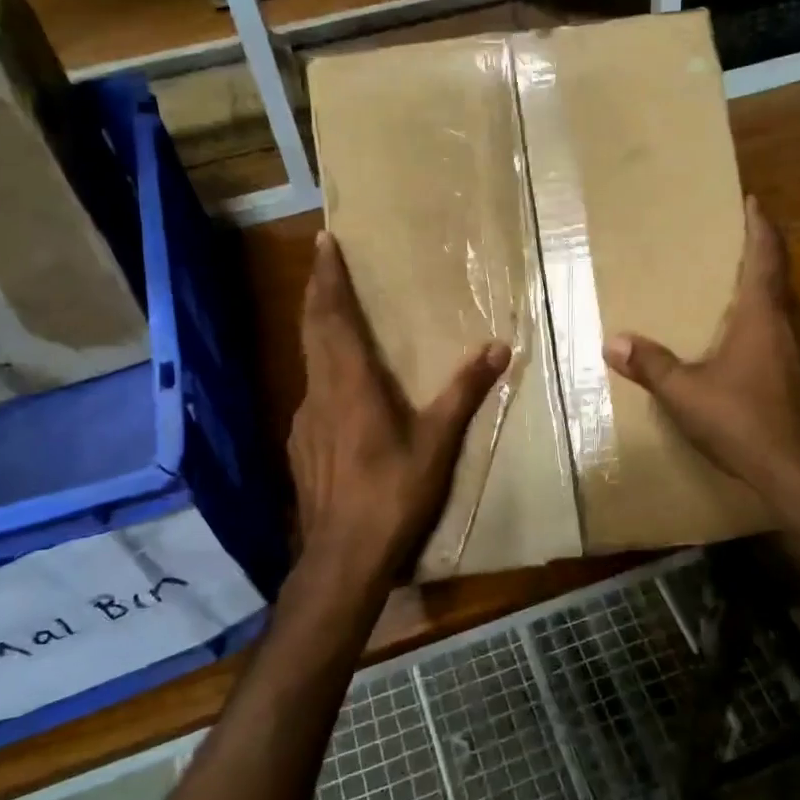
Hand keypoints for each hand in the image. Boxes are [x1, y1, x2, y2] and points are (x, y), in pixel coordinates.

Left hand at [288, 231, 510, 603]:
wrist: (343, 557)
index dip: (327, 278)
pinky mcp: (301, 447)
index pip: (333, 317)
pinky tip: (337, 391)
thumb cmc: (393, 495)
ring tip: (333, 317)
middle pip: (312, 330)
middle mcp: (320, 393)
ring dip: (317, 331)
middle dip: (317, 292)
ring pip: (309, 362)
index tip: (323, 242)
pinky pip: (312, 396)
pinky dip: (322, 374)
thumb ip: (464, 392)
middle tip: (322, 263)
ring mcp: (304, 422)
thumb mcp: (437, 444)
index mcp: (351, 384)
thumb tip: (498, 348)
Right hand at [603, 197, 799, 516]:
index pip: (767, 255)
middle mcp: (794, 325)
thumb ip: (650, 365)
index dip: (760, 226)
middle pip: (780, 281)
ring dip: (766, 302)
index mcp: (765, 315)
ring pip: (788, 315)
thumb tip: (613, 342)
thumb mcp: (685, 394)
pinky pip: (791, 343)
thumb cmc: (744, 421)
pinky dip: (771, 335)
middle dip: (759, 262)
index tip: (754, 202)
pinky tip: (751, 358)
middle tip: (731, 254)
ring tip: (736, 304)